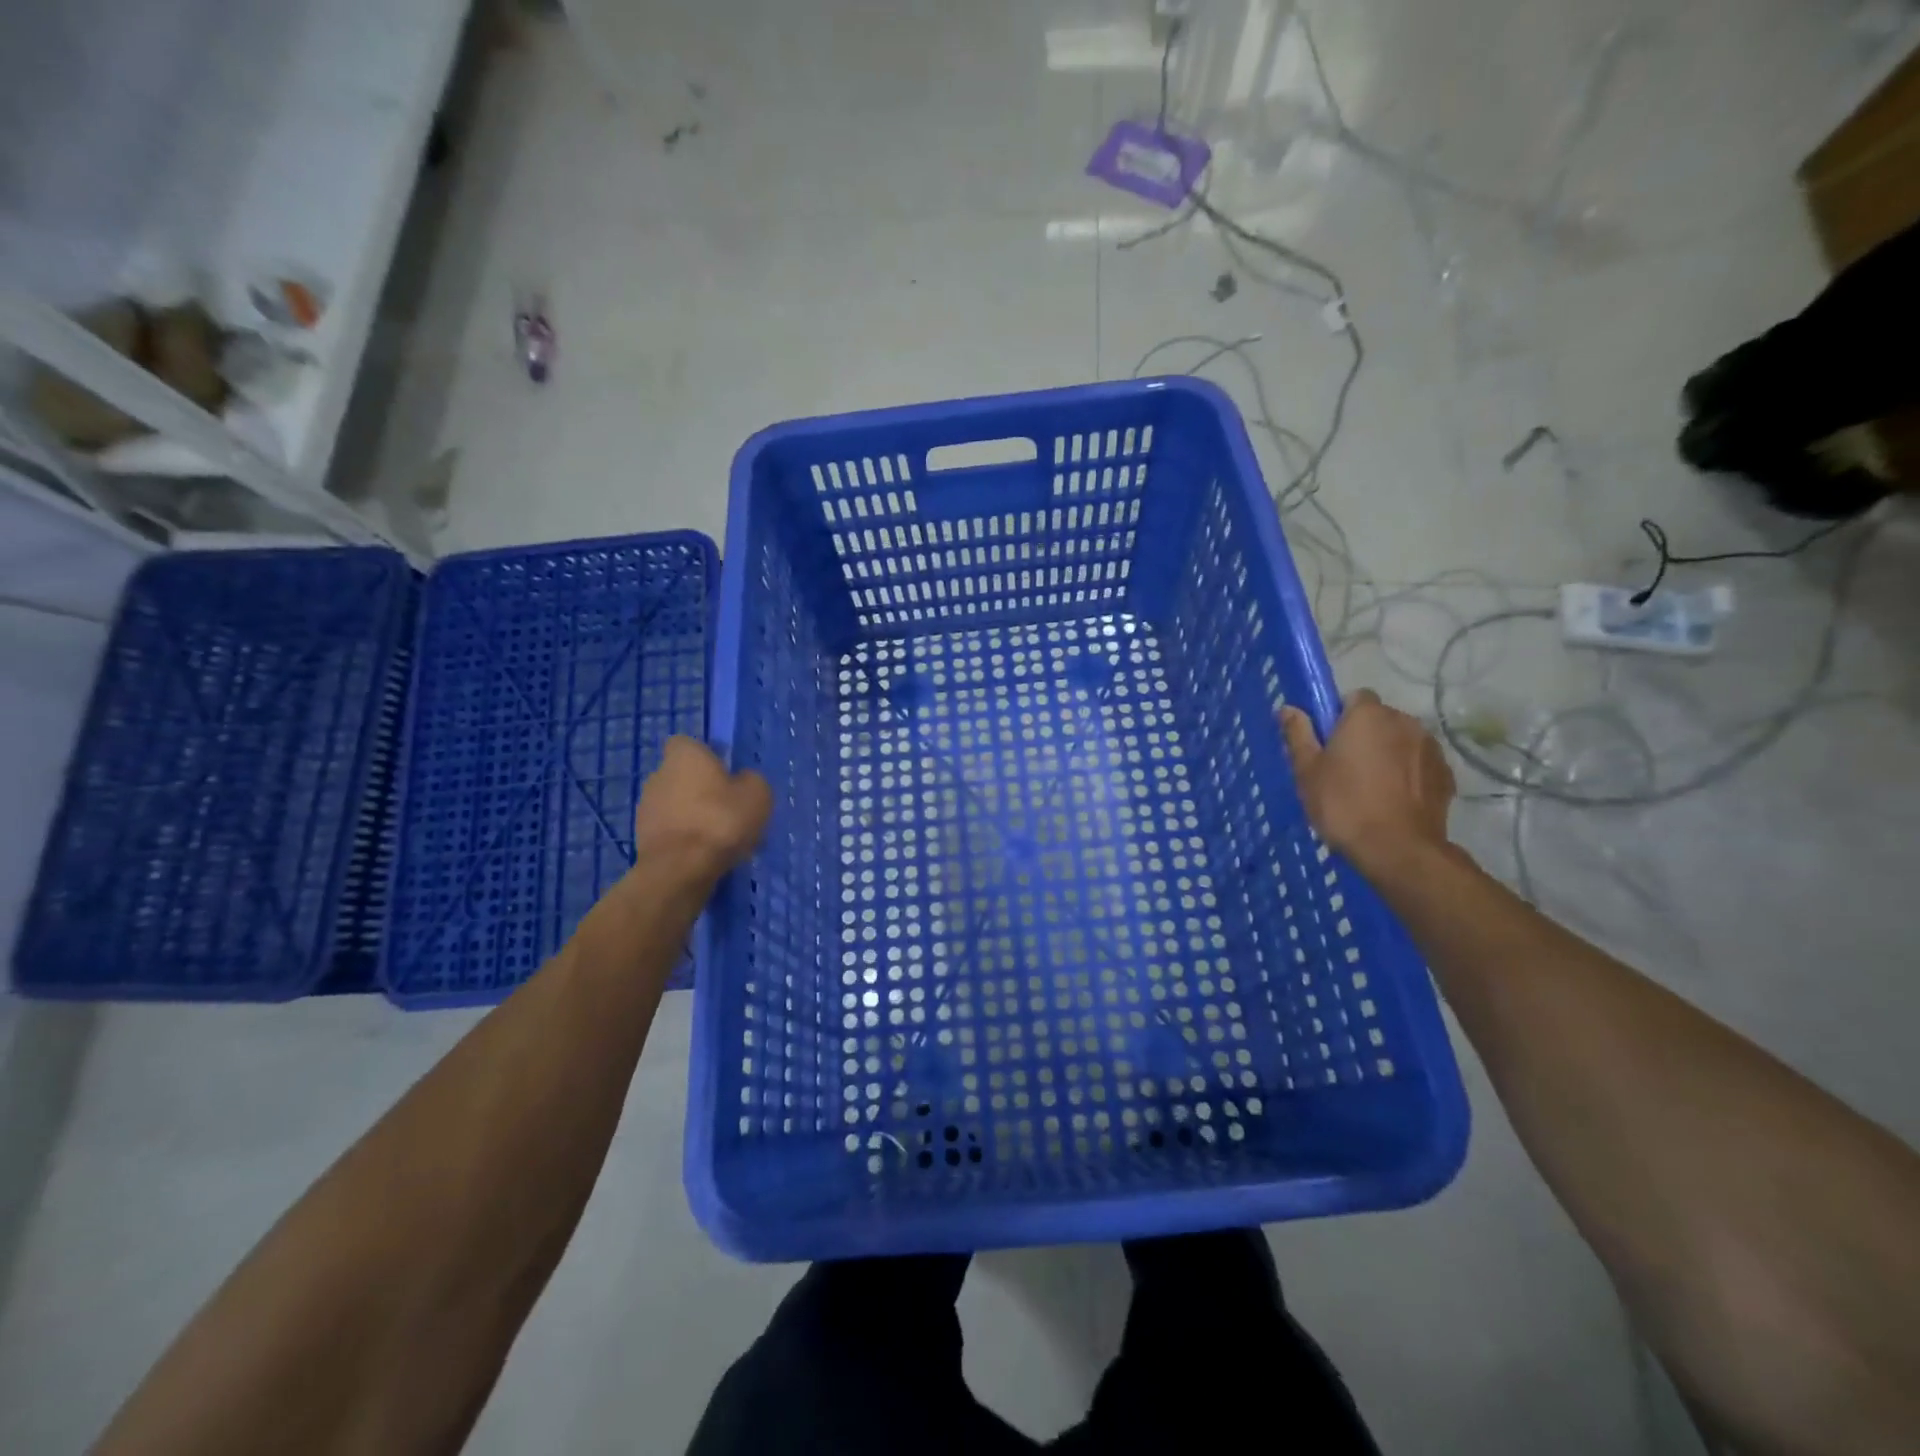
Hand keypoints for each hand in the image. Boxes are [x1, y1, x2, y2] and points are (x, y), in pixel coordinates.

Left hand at [632, 737, 772, 882]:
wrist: (681, 869)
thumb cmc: (721, 820)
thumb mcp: (758, 794)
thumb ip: (750, 780)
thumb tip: (742, 781)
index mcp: (684, 755)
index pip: (688, 743)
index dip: (707, 755)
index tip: (725, 772)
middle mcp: (658, 774)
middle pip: (682, 775)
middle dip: (701, 788)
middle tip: (728, 807)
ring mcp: (646, 807)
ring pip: (676, 804)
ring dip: (693, 814)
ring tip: (719, 837)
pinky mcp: (642, 837)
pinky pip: (671, 830)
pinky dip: (685, 838)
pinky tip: (705, 854)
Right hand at [1280, 690, 1455, 879]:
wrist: (1398, 849)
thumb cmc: (1343, 804)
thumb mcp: (1307, 771)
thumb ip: (1298, 734)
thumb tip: (1288, 708)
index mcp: (1367, 715)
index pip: (1354, 697)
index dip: (1339, 717)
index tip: (1328, 743)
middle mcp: (1404, 721)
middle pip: (1380, 719)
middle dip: (1365, 735)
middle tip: (1345, 768)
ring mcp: (1431, 748)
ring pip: (1402, 741)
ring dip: (1389, 753)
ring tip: (1372, 787)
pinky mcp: (1447, 774)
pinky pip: (1420, 764)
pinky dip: (1409, 775)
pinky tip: (1394, 800)